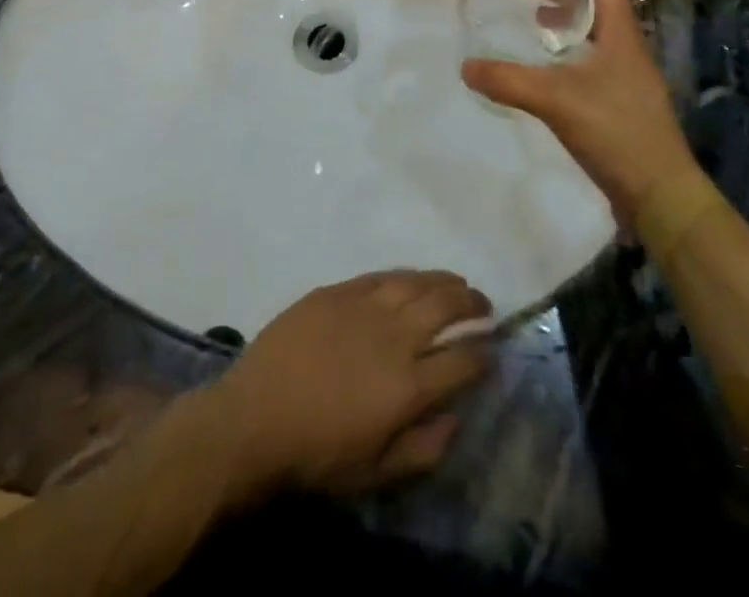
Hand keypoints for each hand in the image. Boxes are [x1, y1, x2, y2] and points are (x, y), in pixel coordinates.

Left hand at [211, 271, 490, 498]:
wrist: (255, 419)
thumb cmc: (317, 456)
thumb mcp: (376, 473)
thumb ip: (424, 447)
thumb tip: (456, 417)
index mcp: (408, 385)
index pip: (463, 361)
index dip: (484, 354)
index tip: (493, 351)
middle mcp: (393, 336)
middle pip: (445, 307)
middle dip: (472, 304)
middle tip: (484, 307)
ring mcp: (363, 307)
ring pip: (415, 282)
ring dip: (442, 281)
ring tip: (457, 283)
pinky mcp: (336, 292)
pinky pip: (379, 276)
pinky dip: (404, 275)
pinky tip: (411, 278)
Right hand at [462, 0, 696, 222]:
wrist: (661, 194)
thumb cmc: (615, 131)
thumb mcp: (555, 100)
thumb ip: (508, 81)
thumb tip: (466, 67)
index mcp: (619, 31)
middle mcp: (625, 44)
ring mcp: (625, 72)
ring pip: (592, 26)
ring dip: (561, 12)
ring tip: (531, 15)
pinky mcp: (620, 98)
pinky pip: (590, 54)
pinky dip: (566, 46)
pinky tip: (546, 64)